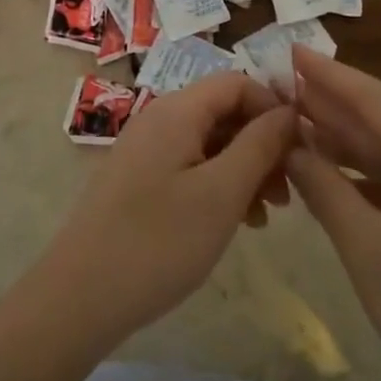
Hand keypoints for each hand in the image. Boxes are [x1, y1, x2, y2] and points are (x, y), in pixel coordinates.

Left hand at [24, 73, 295, 352]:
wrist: (79, 298)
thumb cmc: (158, 242)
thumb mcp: (222, 193)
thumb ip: (260, 145)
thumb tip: (289, 111)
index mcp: (177, 111)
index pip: (238, 83)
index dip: (273, 108)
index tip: (301, 149)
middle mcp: (159, 119)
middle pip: (224, 112)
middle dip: (262, 144)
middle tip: (287, 192)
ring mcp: (146, 151)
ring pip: (210, 142)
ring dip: (244, 169)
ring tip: (267, 214)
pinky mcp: (139, 180)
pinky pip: (190, 166)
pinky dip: (219, 185)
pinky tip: (236, 221)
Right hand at [283, 48, 380, 380]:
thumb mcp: (368, 248)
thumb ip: (325, 189)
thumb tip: (292, 145)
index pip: (373, 100)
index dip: (329, 75)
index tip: (291, 50)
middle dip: (331, 103)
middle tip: (281, 85)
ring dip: (342, 139)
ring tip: (294, 120)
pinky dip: (360, 176)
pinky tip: (328, 176)